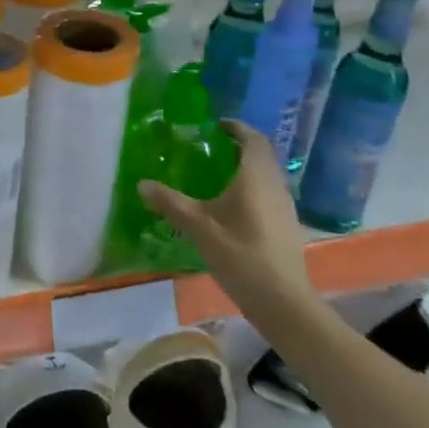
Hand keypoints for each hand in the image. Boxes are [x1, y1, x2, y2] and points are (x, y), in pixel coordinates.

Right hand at [137, 120, 315, 325]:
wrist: (283, 302)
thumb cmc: (241, 256)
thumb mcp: (199, 228)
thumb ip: (170, 203)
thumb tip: (142, 184)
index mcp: (256, 177)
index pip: (252, 138)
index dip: (236, 127)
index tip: (214, 125)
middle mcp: (275, 185)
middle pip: (261, 155)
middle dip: (238, 147)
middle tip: (209, 148)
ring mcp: (285, 207)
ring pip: (266, 175)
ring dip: (246, 168)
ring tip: (216, 175)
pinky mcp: (286, 226)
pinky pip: (268, 193)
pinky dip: (251, 188)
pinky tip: (232, 207)